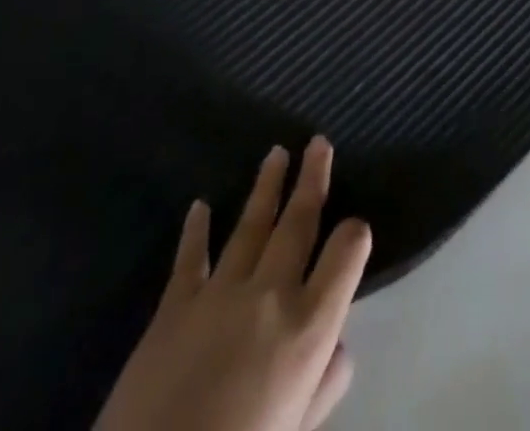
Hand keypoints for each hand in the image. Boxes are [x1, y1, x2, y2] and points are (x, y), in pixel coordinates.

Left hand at [95, 139, 371, 430]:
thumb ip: (323, 385)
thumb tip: (337, 347)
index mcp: (309, 326)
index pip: (347, 252)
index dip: (355, 234)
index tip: (355, 228)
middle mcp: (272, 294)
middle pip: (299, 222)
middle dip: (312, 178)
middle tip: (317, 142)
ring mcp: (220, 293)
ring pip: (251, 225)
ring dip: (266, 187)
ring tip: (277, 153)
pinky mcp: (174, 307)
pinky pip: (190, 259)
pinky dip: (196, 230)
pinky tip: (200, 206)